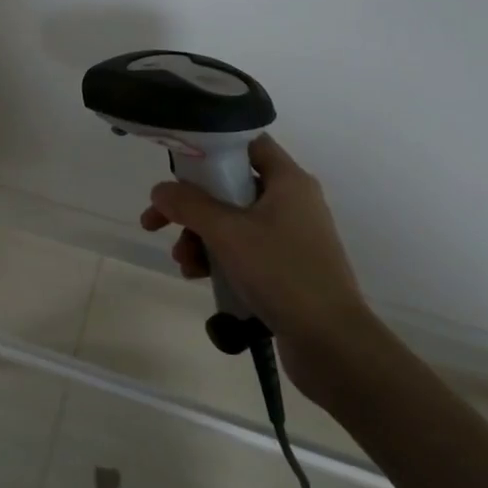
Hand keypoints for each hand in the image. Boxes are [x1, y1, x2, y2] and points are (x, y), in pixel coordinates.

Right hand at [140, 134, 384, 402]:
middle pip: (230, 187)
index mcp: (288, 181)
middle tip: (156, 222)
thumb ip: (189, 205)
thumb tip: (160, 190)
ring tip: (183, 263)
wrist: (331, 342)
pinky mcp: (286, 267)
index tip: (177, 167)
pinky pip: (243, 250)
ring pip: (232, 222)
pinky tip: (199, 276)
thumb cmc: (281, 273)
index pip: (247, 144)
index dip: (211, 149)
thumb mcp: (227, 232)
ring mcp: (290, 236)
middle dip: (191, 207)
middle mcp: (291, 202)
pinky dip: (218, 257)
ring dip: (199, 237)